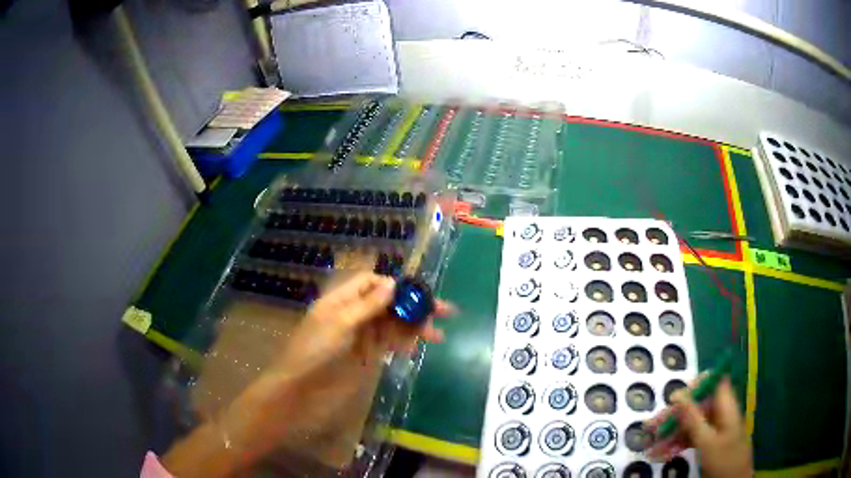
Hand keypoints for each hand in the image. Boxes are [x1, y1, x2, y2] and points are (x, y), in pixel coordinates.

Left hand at [232, 273, 453, 453]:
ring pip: (393, 324)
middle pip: (388, 303)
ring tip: (437, 335)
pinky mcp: (367, 355)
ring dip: (414, 327)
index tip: (417, 295)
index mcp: (341, 299)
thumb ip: (367, 305)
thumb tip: (393, 283)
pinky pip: (390, 343)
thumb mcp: (339, 323)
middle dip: (413, 306)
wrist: (300, 388)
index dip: (394, 286)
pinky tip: (416, 348)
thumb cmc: (315, 350)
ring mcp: (361, 335)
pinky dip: (404, 343)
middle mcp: (353, 313)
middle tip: (444, 312)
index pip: (371, 282)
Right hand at [644, 377, 752, 477]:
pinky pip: (690, 439)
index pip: (713, 382)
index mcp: (725, 406)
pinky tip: (660, 453)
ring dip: (671, 433)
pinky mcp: (708, 443)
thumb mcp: (707, 441)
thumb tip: (678, 394)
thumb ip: (693, 418)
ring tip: (650, 443)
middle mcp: (720, 413)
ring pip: (690, 424)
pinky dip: (676, 445)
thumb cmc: (724, 459)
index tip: (674, 398)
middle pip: (696, 406)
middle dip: (674, 415)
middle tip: (651, 426)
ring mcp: (714, 429)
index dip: (695, 386)